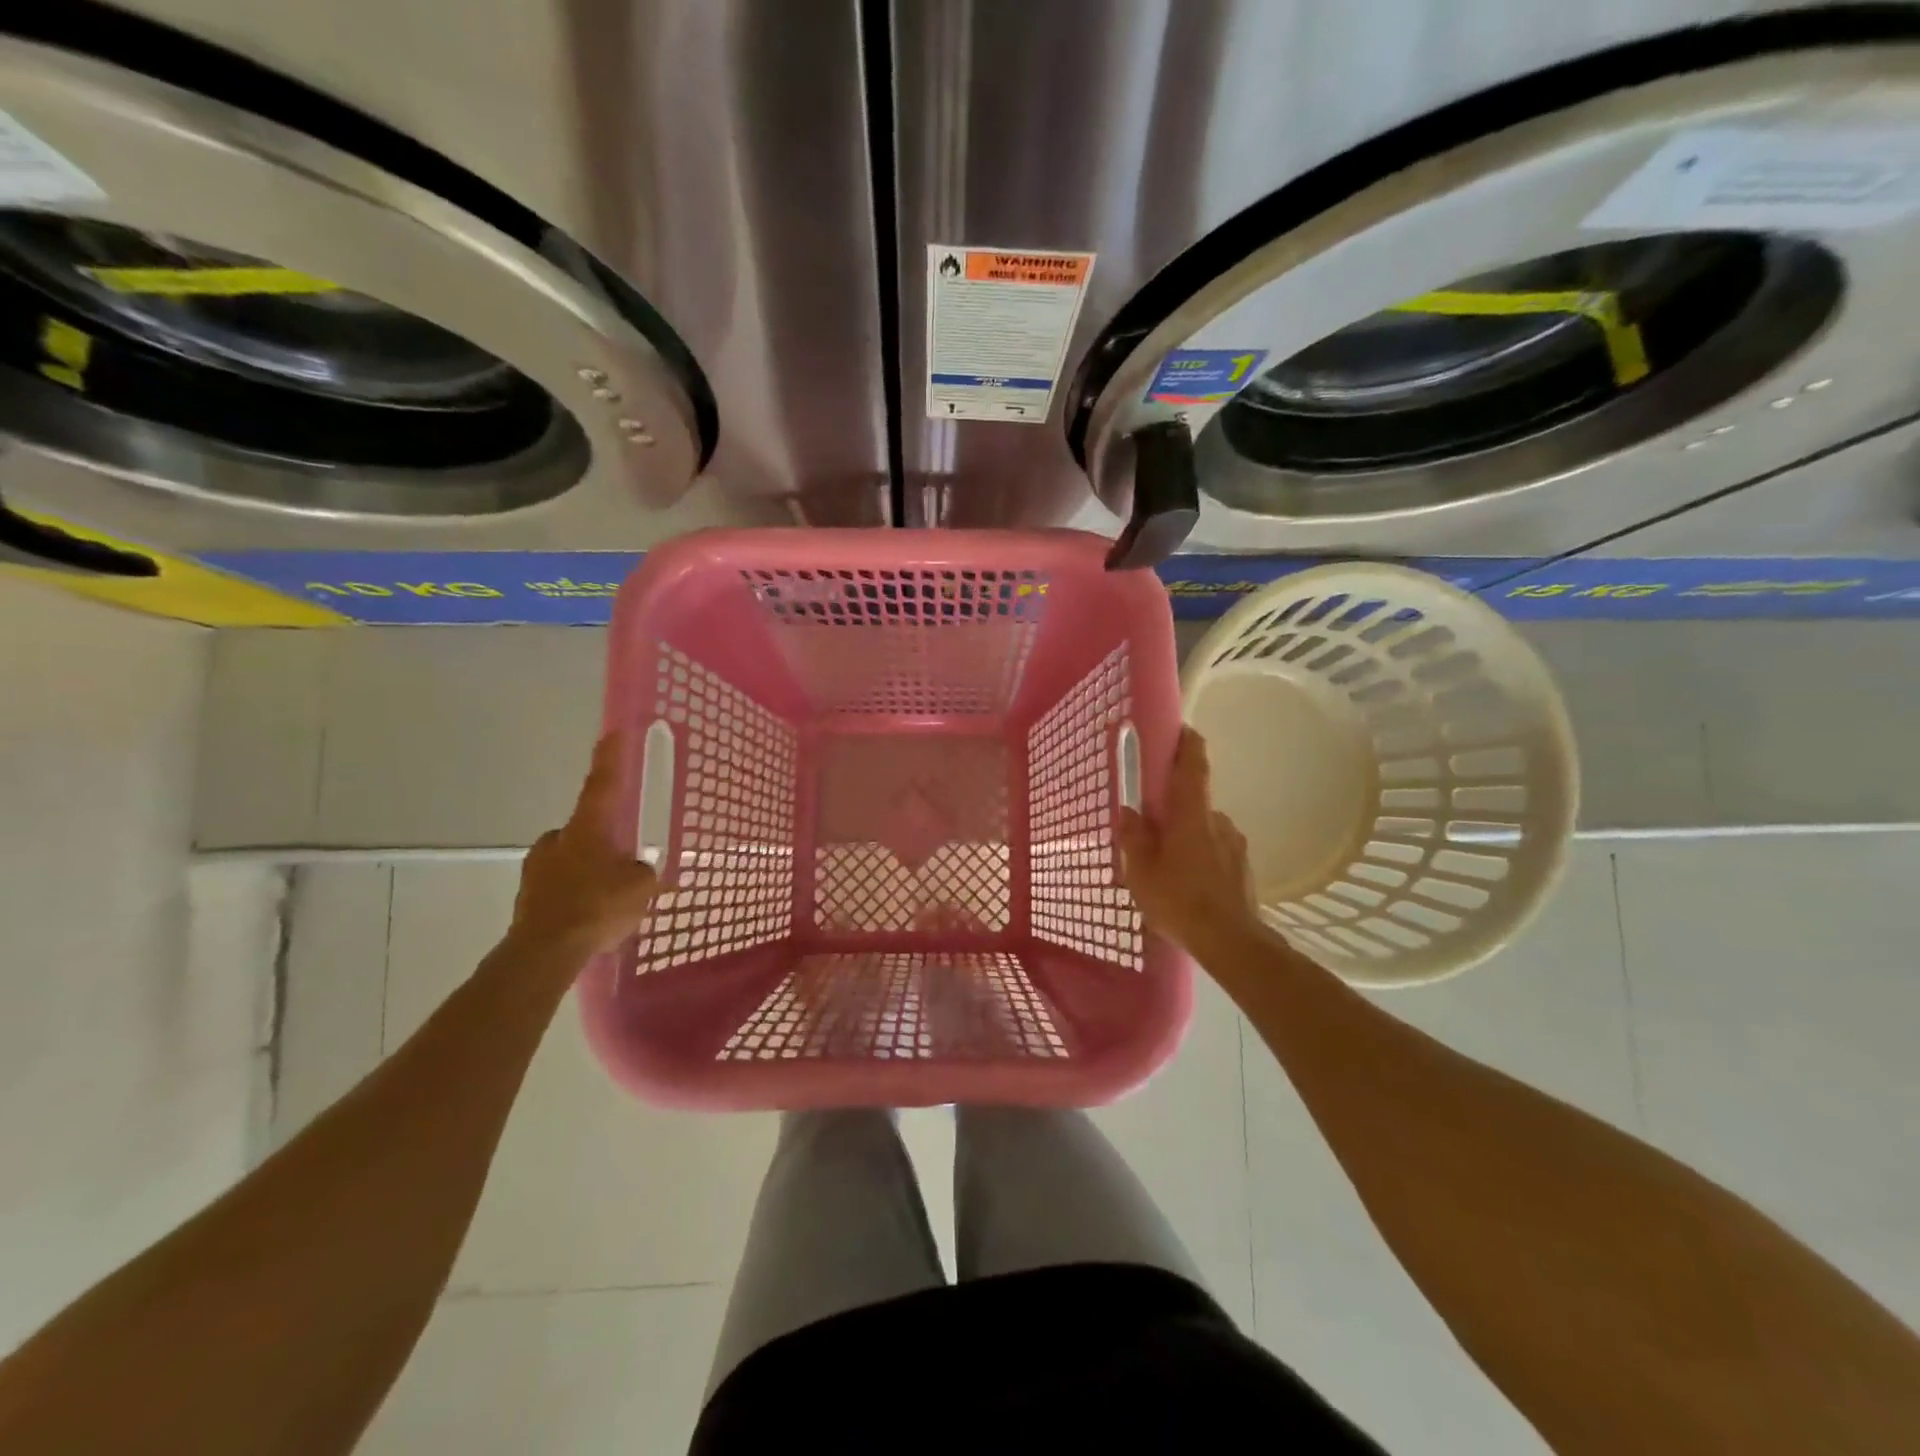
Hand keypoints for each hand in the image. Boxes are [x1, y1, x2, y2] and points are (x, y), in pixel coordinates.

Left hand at [508, 734, 660, 961]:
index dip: (610, 759)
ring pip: (571, 860)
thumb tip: (641, 870)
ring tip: (610, 900)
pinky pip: (560, 888)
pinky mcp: (527, 898)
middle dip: (603, 842)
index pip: (602, 784)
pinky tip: (591, 919)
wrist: (544, 952)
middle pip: (585, 830)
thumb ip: (645, 873)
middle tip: (624, 863)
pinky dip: (576, 896)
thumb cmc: (597, 907)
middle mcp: (557, 840)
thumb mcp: (640, 887)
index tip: (612, 732)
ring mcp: (536, 869)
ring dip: (589, 871)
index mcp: (587, 829)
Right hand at [1118, 727, 1259, 956]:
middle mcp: (1218, 820)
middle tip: (1152, 828)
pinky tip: (1187, 883)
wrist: (1231, 942)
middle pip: (1194, 801)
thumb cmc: (1179, 899)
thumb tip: (1128, 811)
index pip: (1194, 765)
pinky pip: (1216, 851)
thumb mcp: (1141, 871)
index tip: (1182, 730)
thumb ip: (1133, 837)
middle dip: (1174, 808)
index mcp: (1192, 814)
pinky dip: (1200, 857)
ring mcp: (1235, 845)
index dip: (1188, 744)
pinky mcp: (1243, 868)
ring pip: (1205, 829)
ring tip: (1168, 865)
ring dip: (1187, 836)